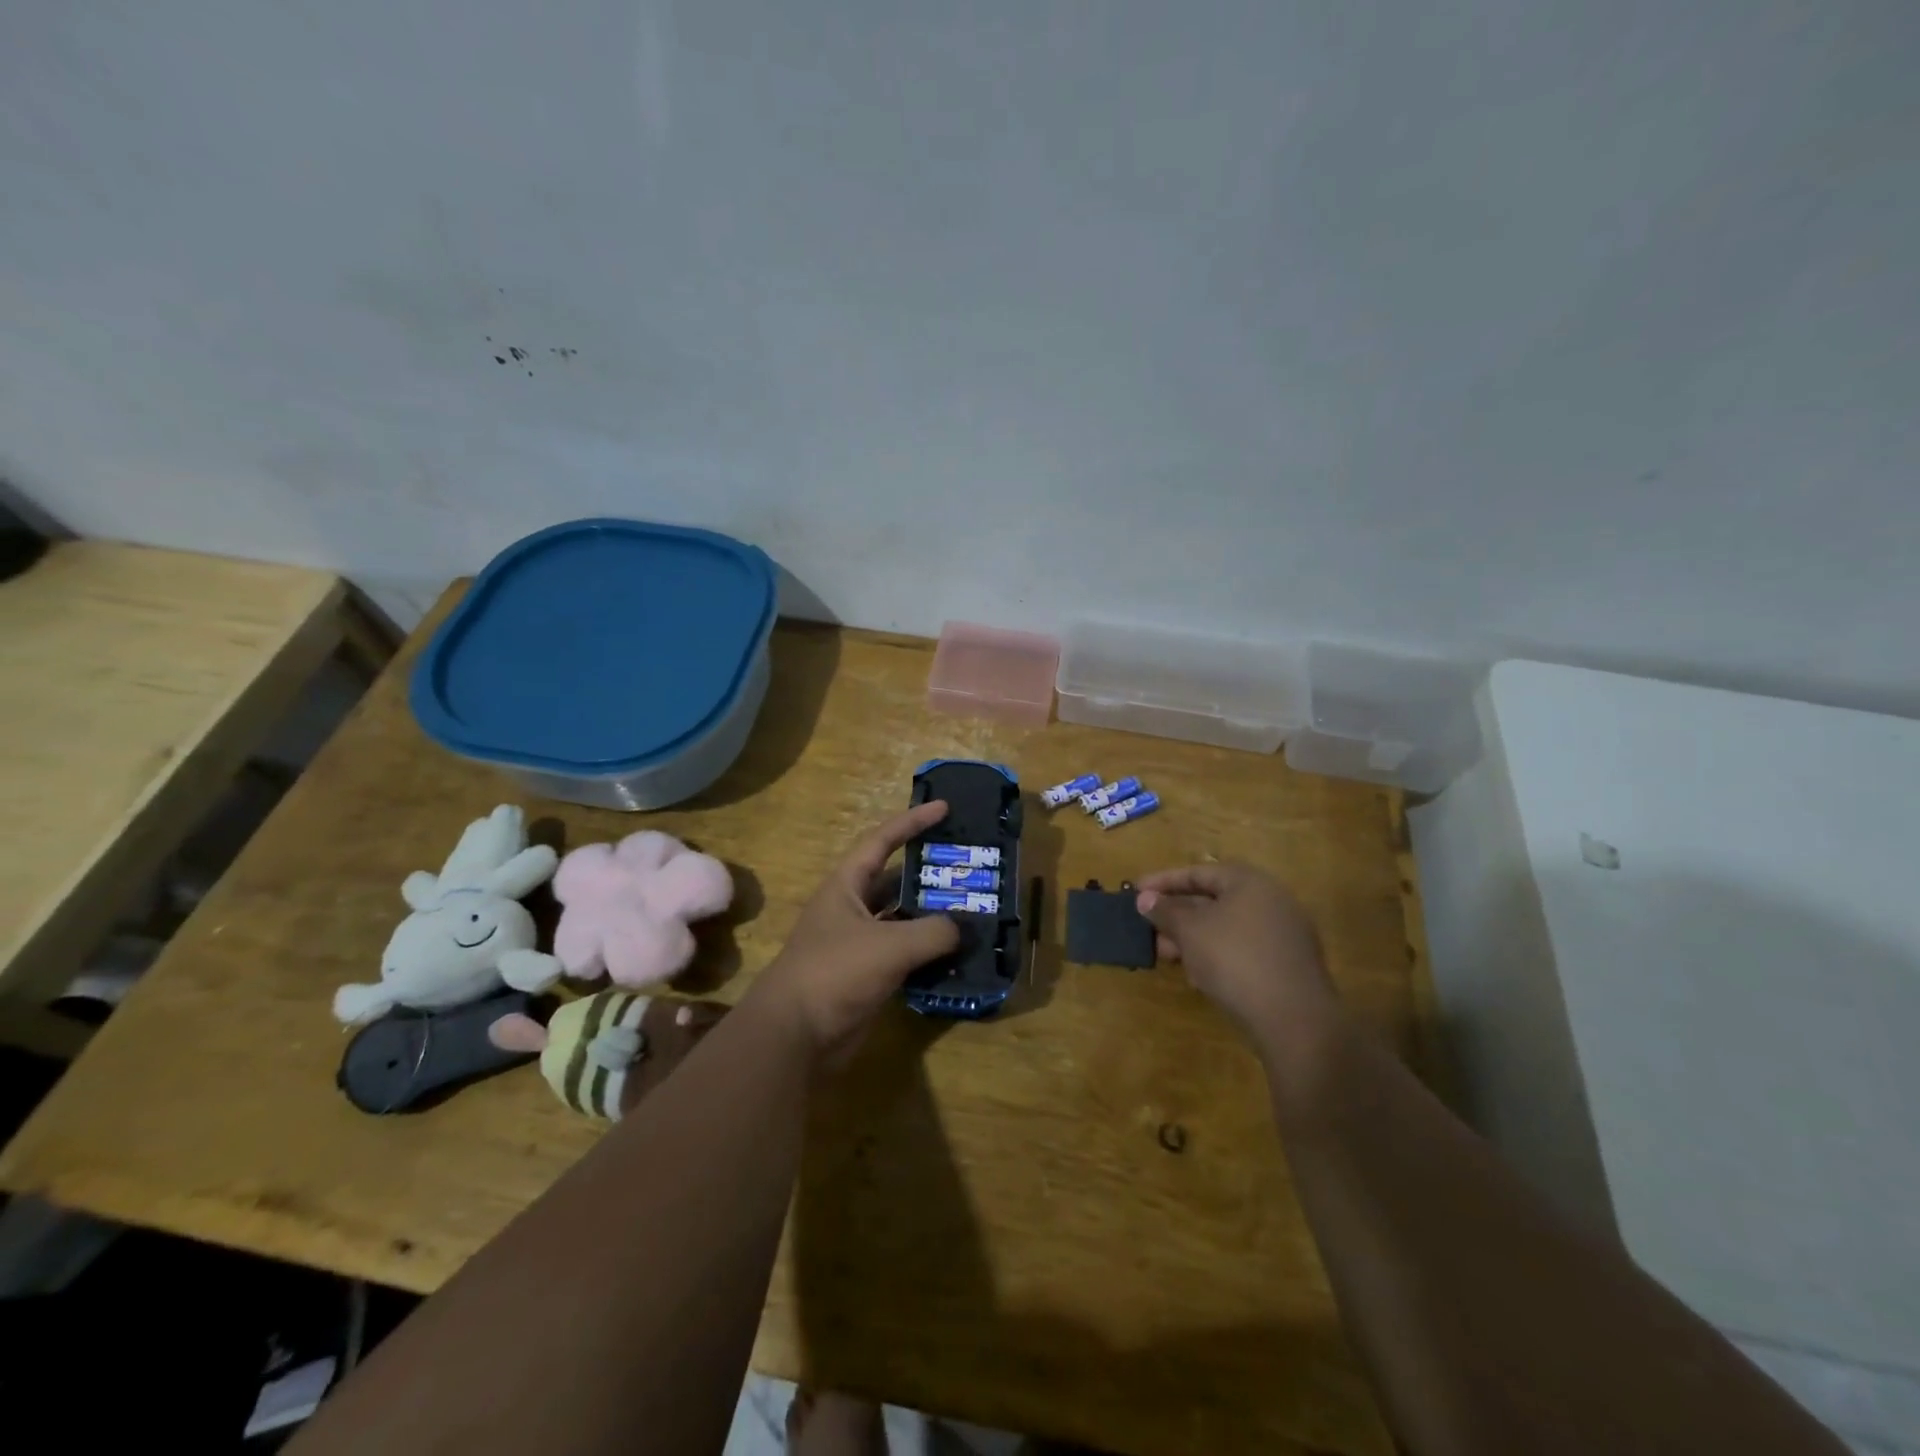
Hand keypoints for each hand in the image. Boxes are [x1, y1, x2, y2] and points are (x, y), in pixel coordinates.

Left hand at [753, 801, 960, 1060]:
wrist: (795, 1036)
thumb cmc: (836, 972)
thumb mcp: (890, 945)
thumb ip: (934, 931)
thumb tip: (963, 927)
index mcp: (846, 886)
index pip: (881, 841)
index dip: (912, 822)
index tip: (943, 808)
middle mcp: (850, 909)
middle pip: (894, 880)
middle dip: (927, 873)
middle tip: (966, 866)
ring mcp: (857, 944)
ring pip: (901, 920)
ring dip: (931, 916)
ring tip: (971, 908)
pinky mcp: (865, 976)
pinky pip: (903, 955)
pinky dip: (927, 953)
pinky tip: (956, 954)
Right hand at [1135, 863, 1338, 1042]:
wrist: (1294, 1020)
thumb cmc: (1235, 959)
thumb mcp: (1190, 931)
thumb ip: (1165, 911)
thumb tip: (1145, 898)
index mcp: (1250, 882)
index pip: (1198, 872)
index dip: (1163, 881)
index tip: (1135, 891)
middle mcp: (1271, 901)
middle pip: (1213, 900)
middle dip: (1176, 914)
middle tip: (1147, 927)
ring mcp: (1283, 935)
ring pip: (1226, 928)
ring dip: (1192, 938)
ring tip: (1164, 954)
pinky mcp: (1286, 966)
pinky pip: (1242, 950)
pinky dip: (1215, 955)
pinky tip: (1196, 975)